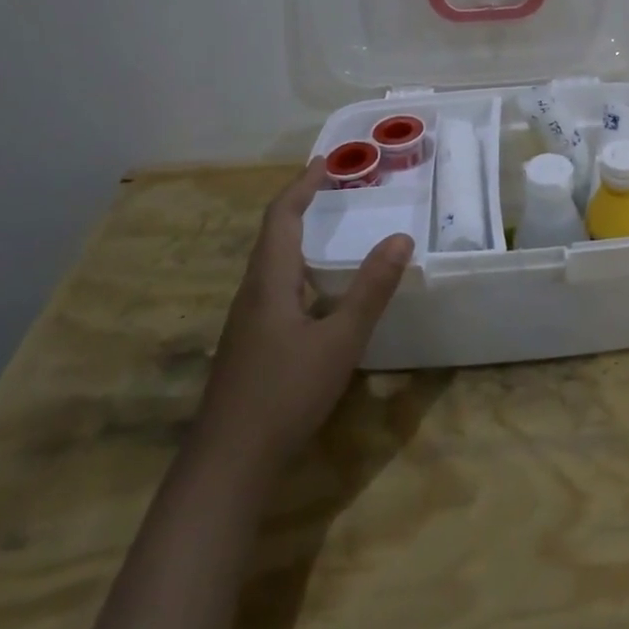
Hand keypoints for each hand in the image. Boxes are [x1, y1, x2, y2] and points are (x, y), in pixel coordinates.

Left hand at [199, 159, 411, 471]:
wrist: (227, 465)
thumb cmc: (284, 393)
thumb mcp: (340, 340)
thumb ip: (371, 289)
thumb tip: (401, 238)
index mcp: (268, 282)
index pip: (281, 217)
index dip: (302, 186)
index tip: (325, 163)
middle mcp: (252, 294)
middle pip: (272, 237)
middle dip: (301, 207)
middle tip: (333, 191)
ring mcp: (246, 323)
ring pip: (271, 266)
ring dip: (298, 240)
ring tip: (329, 233)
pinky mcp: (249, 347)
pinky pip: (274, 291)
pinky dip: (298, 272)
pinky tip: (317, 297)